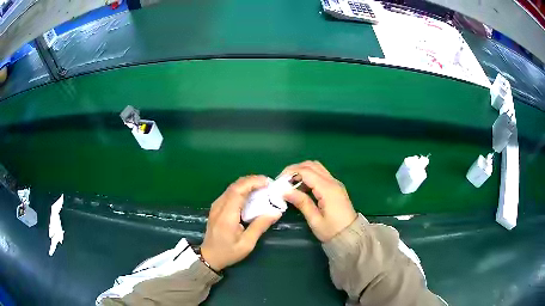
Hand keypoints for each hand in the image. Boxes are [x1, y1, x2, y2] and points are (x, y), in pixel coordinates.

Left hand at [201, 175, 280, 270]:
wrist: (209, 256)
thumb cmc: (228, 252)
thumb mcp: (247, 243)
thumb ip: (260, 226)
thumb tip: (276, 212)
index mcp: (227, 215)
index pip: (238, 191)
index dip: (253, 183)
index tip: (268, 182)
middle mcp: (219, 206)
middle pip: (235, 186)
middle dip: (252, 181)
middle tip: (268, 184)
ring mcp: (216, 205)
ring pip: (232, 187)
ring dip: (247, 184)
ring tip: (262, 187)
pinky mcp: (216, 207)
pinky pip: (230, 193)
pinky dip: (242, 189)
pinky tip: (251, 194)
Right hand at [281, 161, 356, 241]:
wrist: (351, 237)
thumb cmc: (332, 231)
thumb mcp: (315, 220)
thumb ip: (302, 202)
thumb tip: (284, 191)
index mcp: (328, 189)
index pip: (306, 171)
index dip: (290, 173)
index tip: (278, 183)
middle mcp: (333, 182)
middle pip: (311, 165)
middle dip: (295, 170)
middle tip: (283, 182)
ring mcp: (335, 183)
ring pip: (316, 167)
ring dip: (302, 171)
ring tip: (290, 185)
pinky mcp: (335, 187)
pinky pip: (320, 175)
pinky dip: (309, 176)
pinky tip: (301, 188)